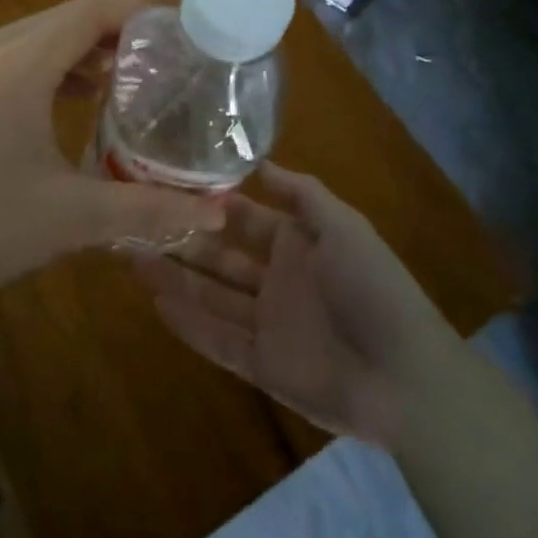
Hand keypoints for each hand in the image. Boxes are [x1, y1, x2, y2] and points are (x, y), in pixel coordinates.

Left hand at [0, 0, 226, 320]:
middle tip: (167, 58)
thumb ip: (149, 210)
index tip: (180, 29)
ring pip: (40, 37)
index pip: (88, 12)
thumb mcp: (71, 218)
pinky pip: (17, 56)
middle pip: (65, 18)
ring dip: (84, 50)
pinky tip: (80, 101)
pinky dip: (55, 66)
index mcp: (16, 64)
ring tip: (132, 79)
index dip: (137, 12)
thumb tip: (218, 216)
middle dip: (117, 31)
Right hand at [135, 165, 450, 445]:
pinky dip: (187, 323)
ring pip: (209, 296)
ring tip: (130, 255)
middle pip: (218, 256)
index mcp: (294, 243)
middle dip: (180, 239)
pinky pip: (216, 340)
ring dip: (174, 278)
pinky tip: (154, 302)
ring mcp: (266, 323)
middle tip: (134, 221)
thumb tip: (258, 161)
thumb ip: (300, 193)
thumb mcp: (343, 226)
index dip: (207, 203)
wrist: (406, 377)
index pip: (241, 217)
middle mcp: (274, 279)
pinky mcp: (261, 365)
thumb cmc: (373, 287)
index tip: (166, 183)